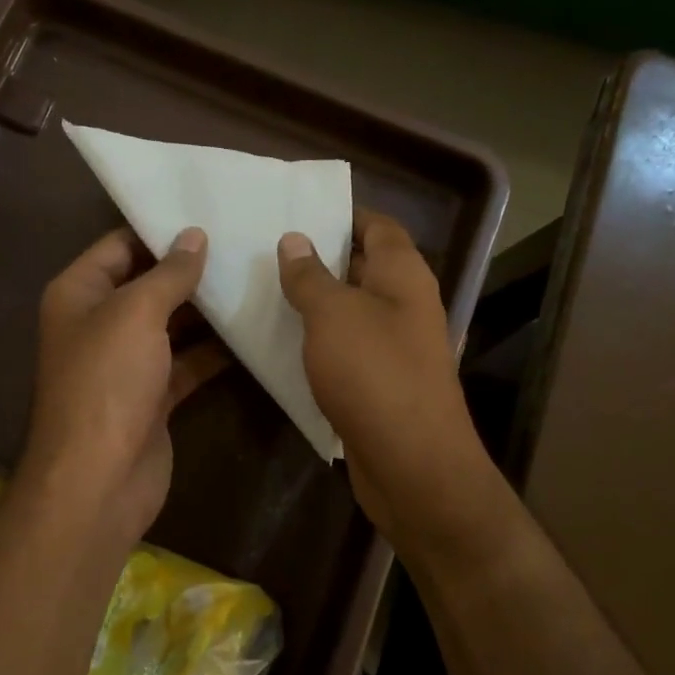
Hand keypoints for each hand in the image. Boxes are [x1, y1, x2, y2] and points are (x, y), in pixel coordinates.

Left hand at [20, 226, 223, 557]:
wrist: (98, 479)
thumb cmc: (107, 381)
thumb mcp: (136, 313)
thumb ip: (168, 273)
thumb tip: (194, 237)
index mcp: (79, 293)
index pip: (119, 245)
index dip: (160, 230)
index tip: (209, 214)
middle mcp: (99, 323)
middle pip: (148, 284)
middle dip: (191, 269)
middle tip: (244, 244)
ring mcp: (126, 362)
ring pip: (171, 325)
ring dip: (207, 310)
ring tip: (256, 279)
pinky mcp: (152, 396)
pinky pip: (186, 363)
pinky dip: (214, 351)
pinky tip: (252, 333)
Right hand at [278, 211, 511, 553]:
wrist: (411, 463)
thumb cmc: (374, 373)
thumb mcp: (333, 314)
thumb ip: (310, 275)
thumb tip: (294, 240)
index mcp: (403, 275)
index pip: (377, 225)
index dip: (341, 215)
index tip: (295, 211)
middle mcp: (405, 304)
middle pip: (363, 266)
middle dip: (318, 257)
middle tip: (265, 248)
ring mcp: (395, 346)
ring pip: (351, 310)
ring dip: (314, 302)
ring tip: (263, 288)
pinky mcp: (380, 382)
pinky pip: (346, 348)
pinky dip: (318, 340)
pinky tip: (281, 341)